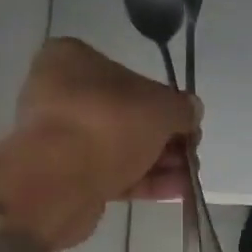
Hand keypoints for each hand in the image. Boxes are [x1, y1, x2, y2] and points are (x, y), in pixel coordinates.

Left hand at [0, 39, 198, 249]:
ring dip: (159, 163)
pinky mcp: (66, 177)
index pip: (127, 73)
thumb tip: (192, 110)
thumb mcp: (160, 108)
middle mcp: (60, 95)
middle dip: (164, 138)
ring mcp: (61, 139)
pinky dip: (144, 181)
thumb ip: (181, 108)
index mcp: (71, 60)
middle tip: (192, 153)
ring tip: (190, 177)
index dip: (163, 99)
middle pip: (126, 115)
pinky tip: (178, 191)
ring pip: (120, 148)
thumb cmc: (108, 125)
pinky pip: (111, 174)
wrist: (59, 183)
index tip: (186, 121)